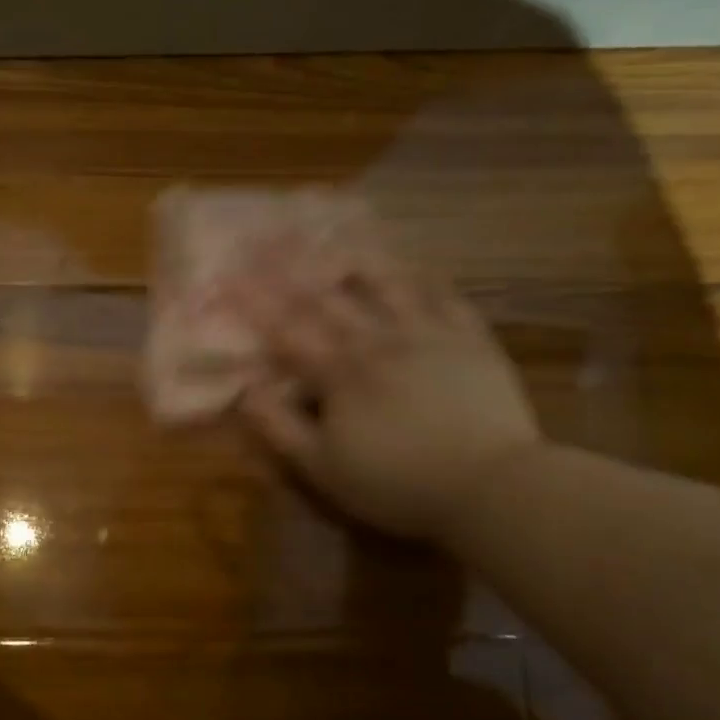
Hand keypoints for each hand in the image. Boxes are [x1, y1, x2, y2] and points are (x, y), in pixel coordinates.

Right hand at [232, 260, 541, 545]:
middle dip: (296, 266)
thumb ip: (281, 428)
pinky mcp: (471, 341)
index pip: (287, 329)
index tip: (229, 273)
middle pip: (330, 297)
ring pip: (389, 285)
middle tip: (273, 235)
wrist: (490, 485)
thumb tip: (246, 391)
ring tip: (343, 234)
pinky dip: (428, 279)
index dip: (254, 301)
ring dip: (360, 259)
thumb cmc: (398, 485)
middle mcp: (380, 341)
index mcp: (341, 373)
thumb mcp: (324, 470)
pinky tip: (420, 266)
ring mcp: (429, 335)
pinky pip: (447, 298)